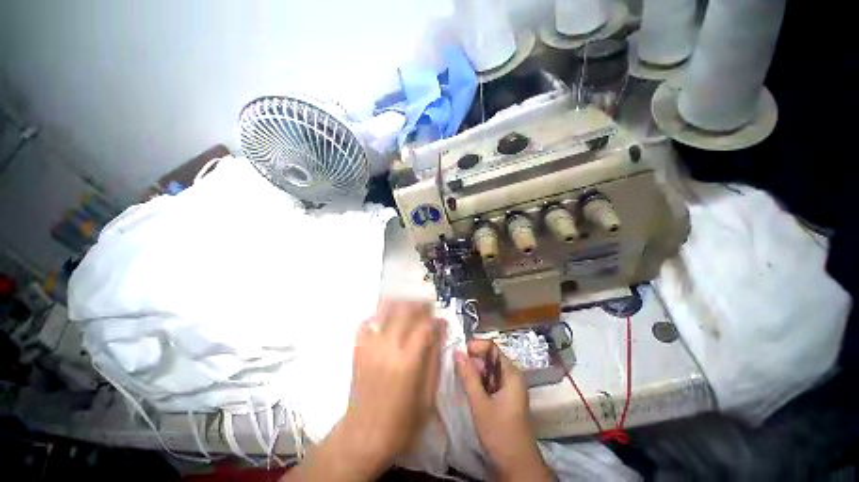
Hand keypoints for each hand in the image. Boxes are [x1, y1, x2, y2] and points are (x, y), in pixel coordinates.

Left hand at [286, 299, 445, 481]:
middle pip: (405, 310)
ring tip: (409, 307)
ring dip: (400, 304)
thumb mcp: (428, 394)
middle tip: (427, 307)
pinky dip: (379, 315)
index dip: (434, 318)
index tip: (440, 320)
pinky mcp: (358, 348)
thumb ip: (435, 358)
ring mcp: (370, 345)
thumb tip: (441, 330)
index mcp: (408, 360)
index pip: (424, 325)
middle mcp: (388, 346)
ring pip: (385, 310)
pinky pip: (368, 321)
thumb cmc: (402, 420)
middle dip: (419, 304)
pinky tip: (387, 319)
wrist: (363, 435)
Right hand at [455, 339, 553, 481]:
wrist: (517, 466)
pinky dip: (478, 381)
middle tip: (457, 369)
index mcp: (510, 373)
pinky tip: (468, 389)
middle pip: (489, 357)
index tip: (459, 354)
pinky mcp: (503, 396)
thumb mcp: (480, 404)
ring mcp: (508, 387)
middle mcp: (511, 375)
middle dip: (472, 359)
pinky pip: (489, 381)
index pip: (491, 347)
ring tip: (460, 379)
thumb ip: (468, 377)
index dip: (475, 347)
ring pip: (488, 369)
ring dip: (473, 371)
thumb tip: (457, 352)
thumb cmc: (500, 433)